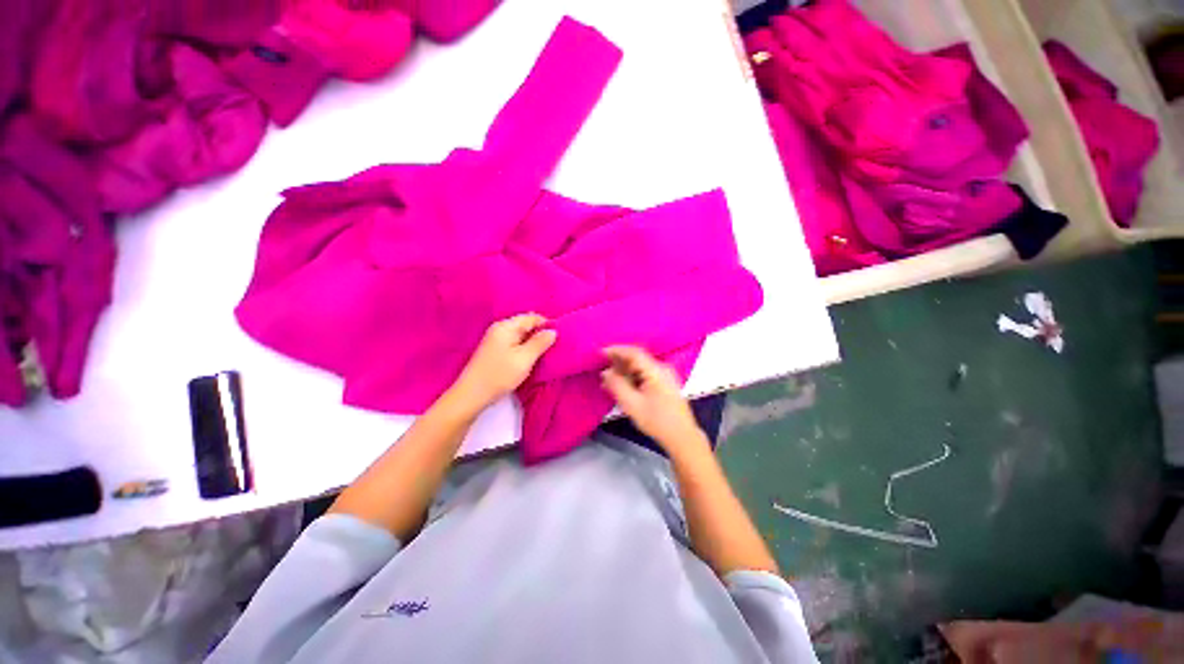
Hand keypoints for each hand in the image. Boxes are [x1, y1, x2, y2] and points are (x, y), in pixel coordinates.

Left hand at [451, 314, 556, 409]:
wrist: (472, 395)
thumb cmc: (500, 375)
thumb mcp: (524, 358)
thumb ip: (540, 343)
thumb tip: (553, 331)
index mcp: (506, 326)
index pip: (532, 318)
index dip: (546, 325)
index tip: (559, 338)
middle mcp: (500, 329)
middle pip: (526, 325)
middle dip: (540, 334)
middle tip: (553, 348)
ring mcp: (496, 340)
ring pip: (521, 336)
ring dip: (533, 343)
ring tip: (544, 355)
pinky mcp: (495, 351)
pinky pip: (515, 344)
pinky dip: (524, 349)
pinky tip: (530, 360)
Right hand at [600, 346, 705, 451]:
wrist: (682, 437)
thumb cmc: (657, 421)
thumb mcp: (632, 404)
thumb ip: (617, 385)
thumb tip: (606, 372)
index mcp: (656, 370)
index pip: (634, 353)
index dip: (616, 350)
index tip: (600, 353)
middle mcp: (662, 368)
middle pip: (637, 359)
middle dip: (618, 362)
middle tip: (602, 369)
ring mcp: (665, 376)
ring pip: (640, 367)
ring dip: (624, 371)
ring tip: (608, 381)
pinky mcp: (665, 384)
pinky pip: (645, 374)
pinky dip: (632, 378)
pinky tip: (622, 386)